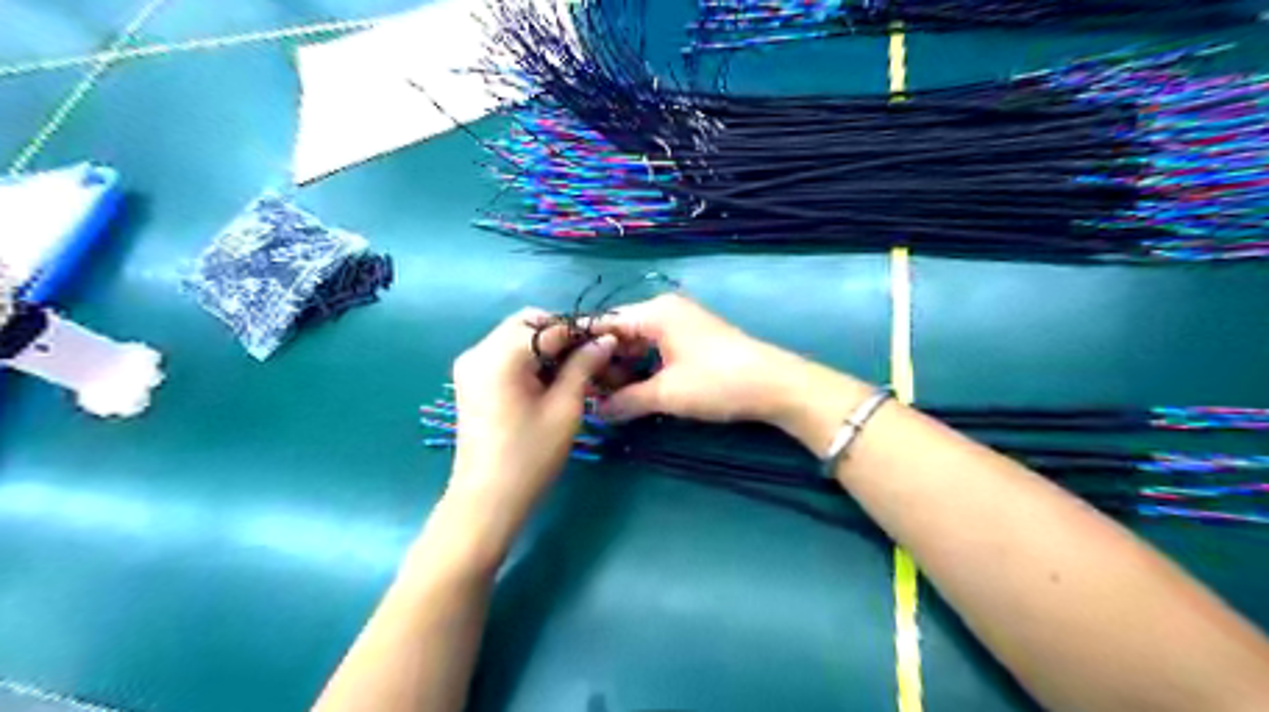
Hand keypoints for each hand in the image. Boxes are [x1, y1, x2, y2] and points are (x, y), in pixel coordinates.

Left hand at [448, 307, 617, 529]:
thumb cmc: (530, 456)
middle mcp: (479, 351)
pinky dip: (529, 357)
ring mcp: (470, 365)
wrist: (487, 500)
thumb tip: (605, 340)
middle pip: (527, 323)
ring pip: (516, 336)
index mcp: (501, 355)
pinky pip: (504, 354)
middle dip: (562, 334)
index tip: (611, 339)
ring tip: (576, 368)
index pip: (550, 327)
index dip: (583, 331)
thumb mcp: (565, 408)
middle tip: (591, 355)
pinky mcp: (471, 380)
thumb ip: (584, 366)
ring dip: (546, 345)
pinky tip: (550, 378)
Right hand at [596, 296, 822, 428]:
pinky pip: (655, 348)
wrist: (776, 385)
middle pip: (620, 332)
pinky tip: (634, 389)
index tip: (555, 362)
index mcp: (655, 312)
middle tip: (585, 392)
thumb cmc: (717, 382)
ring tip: (606, 396)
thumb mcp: (667, 394)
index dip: (579, 342)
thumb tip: (597, 412)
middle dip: (602, 362)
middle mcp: (665, 310)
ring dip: (623, 367)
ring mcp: (681, 323)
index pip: (604, 322)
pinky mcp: (692, 338)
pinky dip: (642, 367)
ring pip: (638, 342)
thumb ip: (626, 401)